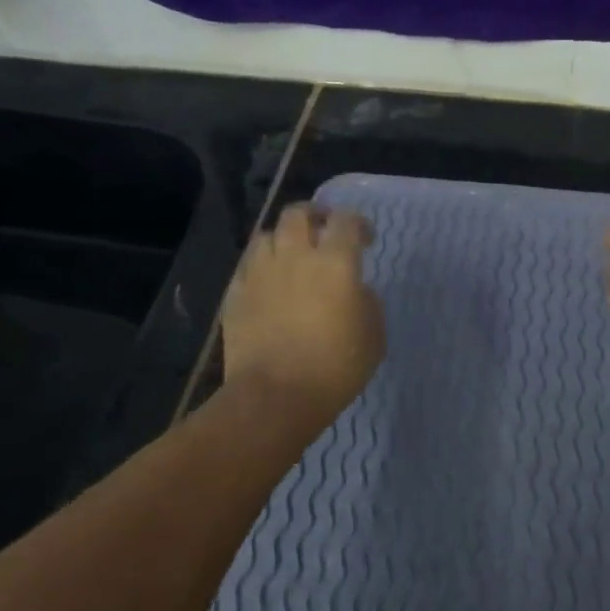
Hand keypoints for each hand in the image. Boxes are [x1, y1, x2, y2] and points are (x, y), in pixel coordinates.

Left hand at [222, 203, 385, 428]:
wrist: (276, 396)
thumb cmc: (335, 367)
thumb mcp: (373, 335)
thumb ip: (366, 301)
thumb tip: (355, 290)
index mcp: (335, 262)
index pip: (346, 221)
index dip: (358, 224)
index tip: (365, 239)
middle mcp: (296, 256)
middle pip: (298, 214)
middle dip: (314, 216)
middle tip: (324, 231)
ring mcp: (261, 273)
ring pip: (267, 235)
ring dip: (283, 240)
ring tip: (291, 257)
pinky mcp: (236, 294)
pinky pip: (248, 266)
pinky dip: (262, 267)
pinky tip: (269, 284)